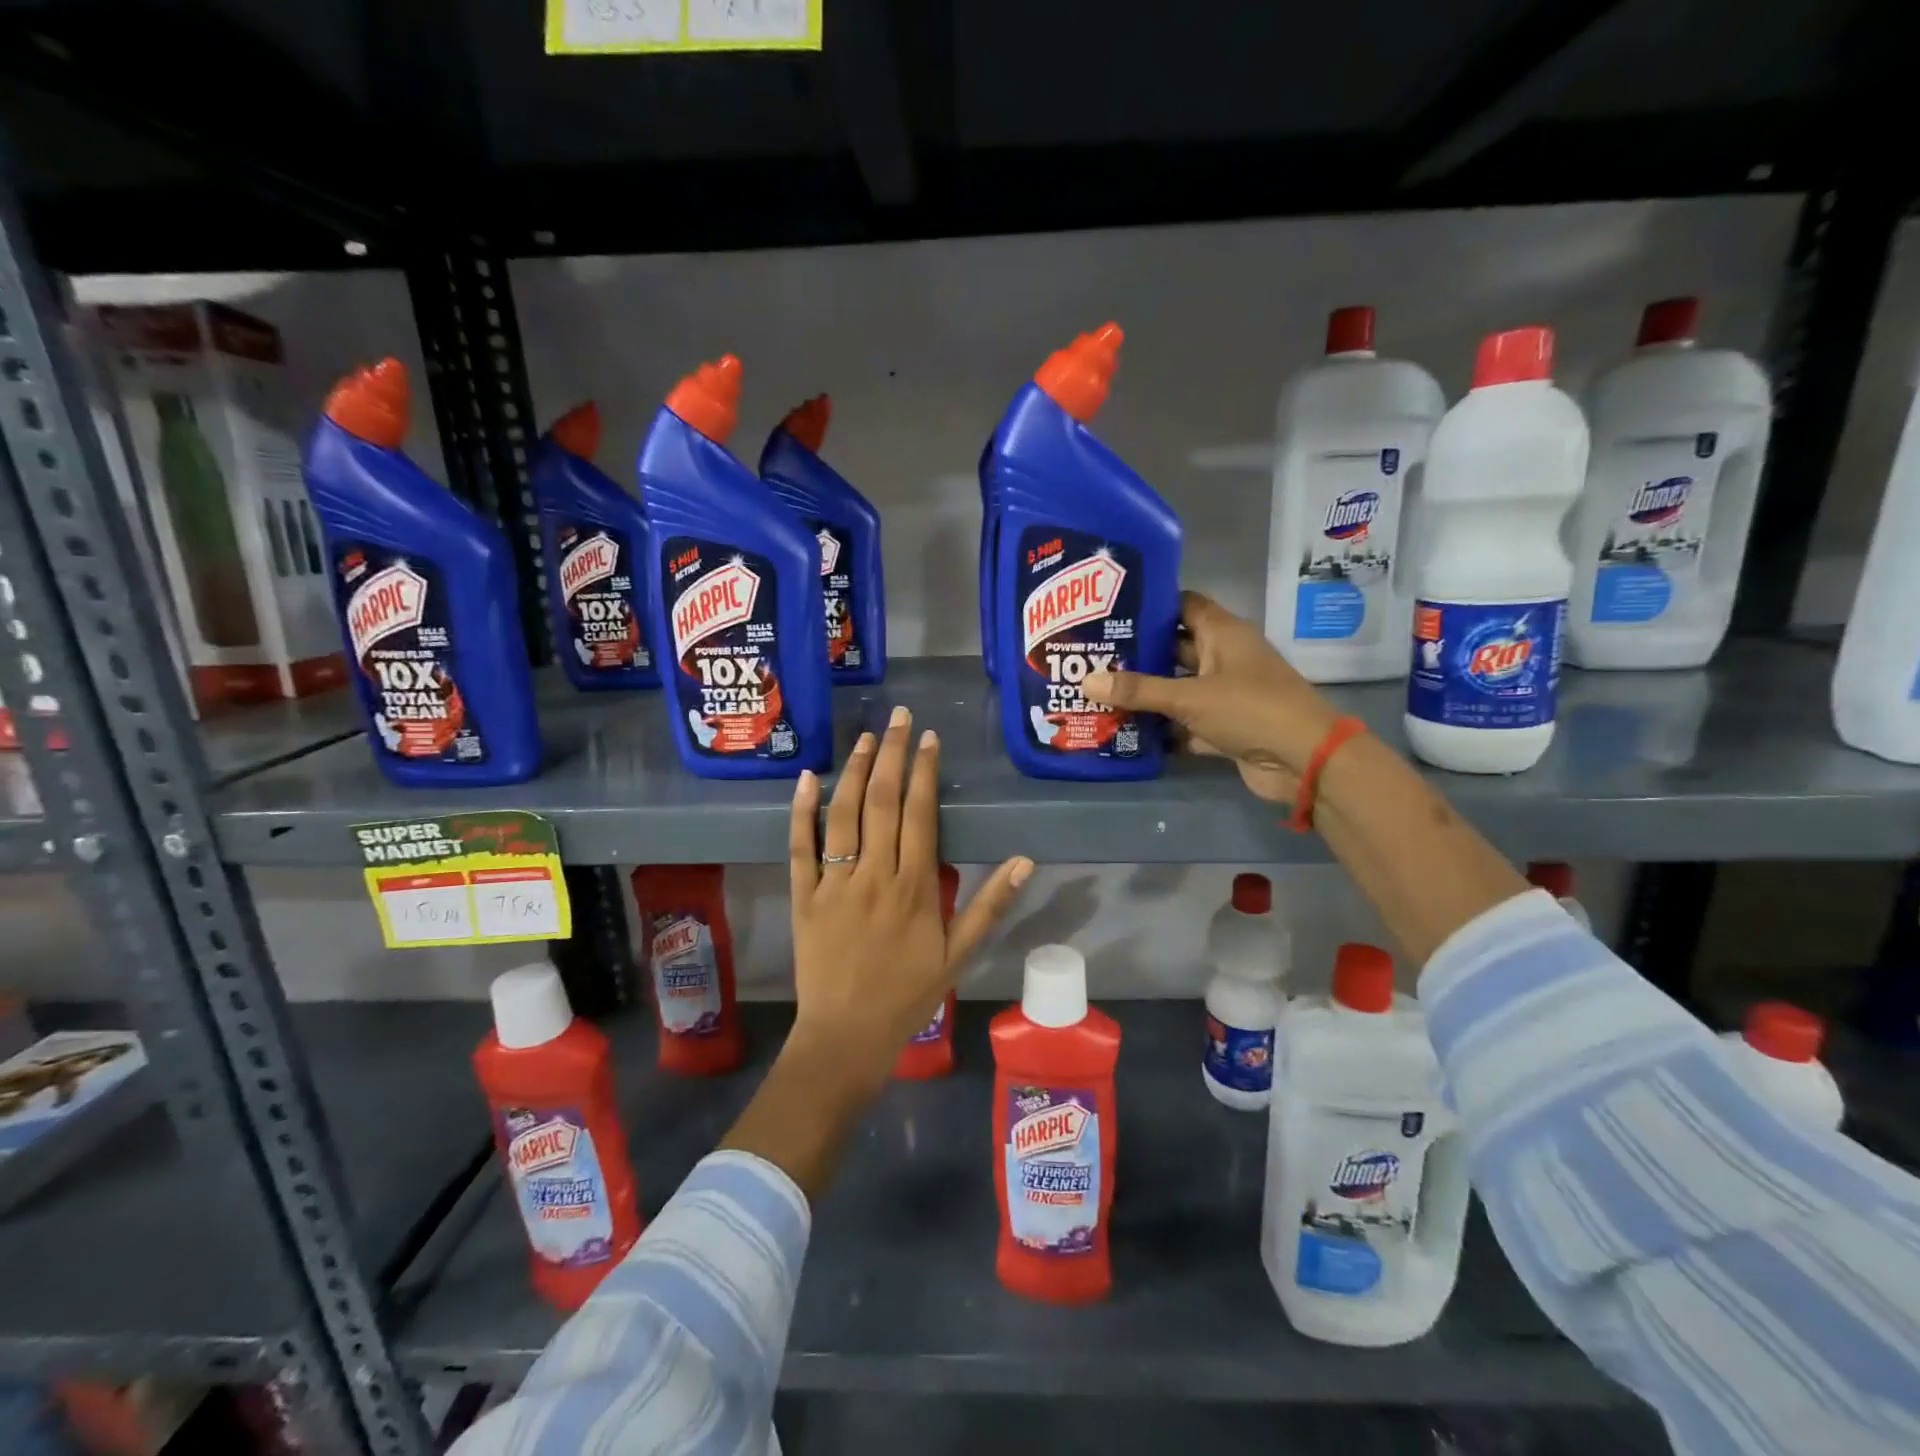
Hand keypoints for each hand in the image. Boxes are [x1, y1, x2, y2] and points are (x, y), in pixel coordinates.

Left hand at [787, 705, 1032, 1086]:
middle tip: (901, 717)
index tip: (930, 738)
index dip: (926, 771)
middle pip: (883, 802)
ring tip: (868, 736)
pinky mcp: (803, 896)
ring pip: (843, 815)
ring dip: (856, 771)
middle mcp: (874, 875)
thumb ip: (990, 905)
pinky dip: (802, 810)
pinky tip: (809, 777)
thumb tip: (1024, 859)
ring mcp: (834, 883)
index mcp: (914, 887)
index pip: (921, 814)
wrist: (846, 1037)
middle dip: (894, 754)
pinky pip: (800, 847)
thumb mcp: (959, 954)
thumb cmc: (908, 995)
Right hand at [1082, 591, 1343, 802]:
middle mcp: (1224, 658)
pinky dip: (1162, 728)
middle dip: (1139, 653)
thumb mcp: (1189, 696)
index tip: (1111, 611)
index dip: (1151, 605)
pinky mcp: (1225, 727)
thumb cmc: (1250, 709)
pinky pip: (1186, 722)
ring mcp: (1226, 694)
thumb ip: (1138, 690)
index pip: (1183, 605)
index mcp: (1223, 634)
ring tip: (1100, 691)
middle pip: (1175, 648)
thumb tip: (1085, 681)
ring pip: (1178, 688)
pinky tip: (1126, 730)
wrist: (1305, 760)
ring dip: (1147, 693)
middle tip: (1094, 656)